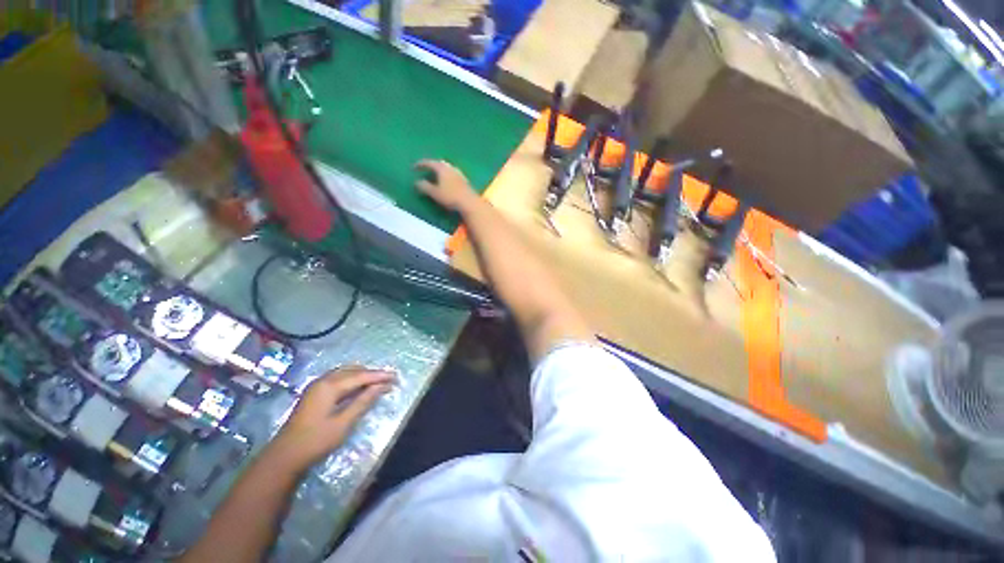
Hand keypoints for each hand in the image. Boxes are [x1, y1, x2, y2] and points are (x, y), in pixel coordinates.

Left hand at [267, 367, 394, 470]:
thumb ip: (363, 402)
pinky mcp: (314, 393)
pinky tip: (359, 387)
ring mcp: (317, 386)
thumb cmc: (316, 441)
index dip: (379, 376)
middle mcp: (323, 380)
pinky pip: (338, 379)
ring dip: (362, 376)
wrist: (284, 457)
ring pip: (345, 373)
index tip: (395, 377)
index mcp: (329, 386)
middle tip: (388, 379)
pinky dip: (352, 380)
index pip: (361, 376)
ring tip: (377, 382)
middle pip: (353, 371)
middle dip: (372, 374)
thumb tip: (381, 386)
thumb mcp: (343, 423)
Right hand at [415, 159, 477, 212]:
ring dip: (441, 170)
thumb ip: (424, 187)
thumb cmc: (451, 197)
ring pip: (448, 168)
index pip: (429, 163)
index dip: (421, 164)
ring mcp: (459, 174)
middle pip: (440, 163)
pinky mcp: (465, 181)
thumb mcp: (434, 193)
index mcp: (442, 169)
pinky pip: (453, 174)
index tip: (414, 167)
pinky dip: (447, 175)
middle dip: (432, 165)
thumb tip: (417, 182)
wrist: (470, 203)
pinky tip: (448, 181)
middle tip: (426, 168)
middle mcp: (451, 168)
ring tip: (436, 175)